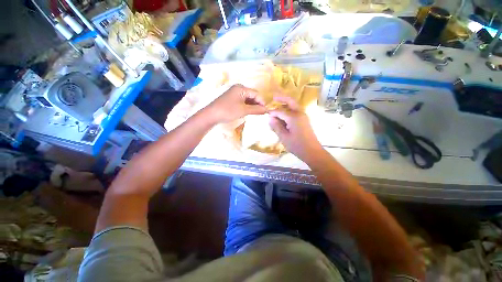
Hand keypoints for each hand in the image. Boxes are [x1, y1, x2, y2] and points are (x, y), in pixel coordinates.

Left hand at [205, 84, 266, 122]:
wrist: (211, 115)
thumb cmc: (228, 111)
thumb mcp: (244, 110)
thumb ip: (256, 110)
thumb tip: (267, 110)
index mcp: (241, 88)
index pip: (256, 93)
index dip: (262, 102)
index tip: (265, 111)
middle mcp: (238, 88)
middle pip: (252, 95)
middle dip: (257, 104)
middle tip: (260, 113)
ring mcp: (234, 93)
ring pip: (247, 99)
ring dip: (252, 105)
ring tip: (255, 113)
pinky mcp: (231, 98)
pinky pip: (242, 101)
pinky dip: (246, 106)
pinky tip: (248, 112)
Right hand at [268, 96, 323, 161]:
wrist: (312, 151)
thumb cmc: (296, 145)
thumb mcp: (283, 137)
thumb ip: (276, 126)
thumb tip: (270, 118)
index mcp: (293, 117)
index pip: (280, 111)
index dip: (272, 112)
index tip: (266, 114)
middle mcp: (299, 113)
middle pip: (290, 101)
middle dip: (282, 98)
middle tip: (273, 96)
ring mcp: (303, 116)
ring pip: (294, 106)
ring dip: (286, 103)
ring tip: (277, 104)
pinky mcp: (304, 120)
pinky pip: (296, 111)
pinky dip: (289, 110)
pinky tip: (284, 115)